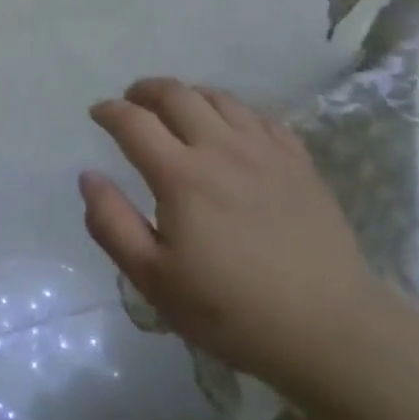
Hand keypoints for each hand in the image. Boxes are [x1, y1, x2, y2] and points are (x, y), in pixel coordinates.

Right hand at [81, 78, 385, 398]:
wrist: (329, 329)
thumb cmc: (231, 310)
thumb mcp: (154, 280)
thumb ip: (112, 224)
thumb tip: (89, 176)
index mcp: (180, 175)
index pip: (133, 122)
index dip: (109, 110)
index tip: (98, 112)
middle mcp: (220, 148)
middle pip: (176, 94)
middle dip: (145, 90)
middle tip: (132, 101)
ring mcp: (264, 150)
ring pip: (219, 98)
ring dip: (188, 94)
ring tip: (177, 109)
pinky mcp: (298, 161)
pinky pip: (259, 116)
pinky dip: (233, 110)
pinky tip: (230, 127)